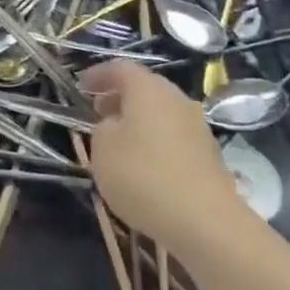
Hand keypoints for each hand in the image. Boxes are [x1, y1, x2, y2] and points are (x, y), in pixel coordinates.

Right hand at [81, 60, 241, 251]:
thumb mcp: (103, 149)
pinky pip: (174, 137)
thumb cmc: (143, 175)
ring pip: (160, 113)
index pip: (119, 68)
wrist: (205, 221)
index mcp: (148, 88)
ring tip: (119, 142)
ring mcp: (197, 126)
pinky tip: (146, 166)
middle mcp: (176, 98)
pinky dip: (156, 142)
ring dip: (139, 121)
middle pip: (144, 89)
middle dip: (119, 98)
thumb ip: (102, 128)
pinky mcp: (209, 154)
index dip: (98, 75)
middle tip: (98, 112)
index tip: (80, 87)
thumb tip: (115, 125)